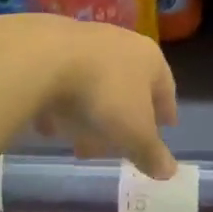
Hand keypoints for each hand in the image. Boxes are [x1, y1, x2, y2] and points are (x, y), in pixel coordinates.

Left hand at [0, 14, 178, 178]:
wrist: (43, 58)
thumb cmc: (103, 95)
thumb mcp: (133, 133)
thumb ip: (151, 153)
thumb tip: (169, 171)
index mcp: (150, 59)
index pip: (166, 88)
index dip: (165, 112)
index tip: (165, 129)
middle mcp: (121, 42)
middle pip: (128, 86)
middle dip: (124, 119)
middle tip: (117, 147)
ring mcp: (85, 40)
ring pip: (94, 83)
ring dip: (90, 112)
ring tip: (79, 141)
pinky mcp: (51, 44)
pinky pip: (62, 81)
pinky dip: (60, 103)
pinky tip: (49, 125)